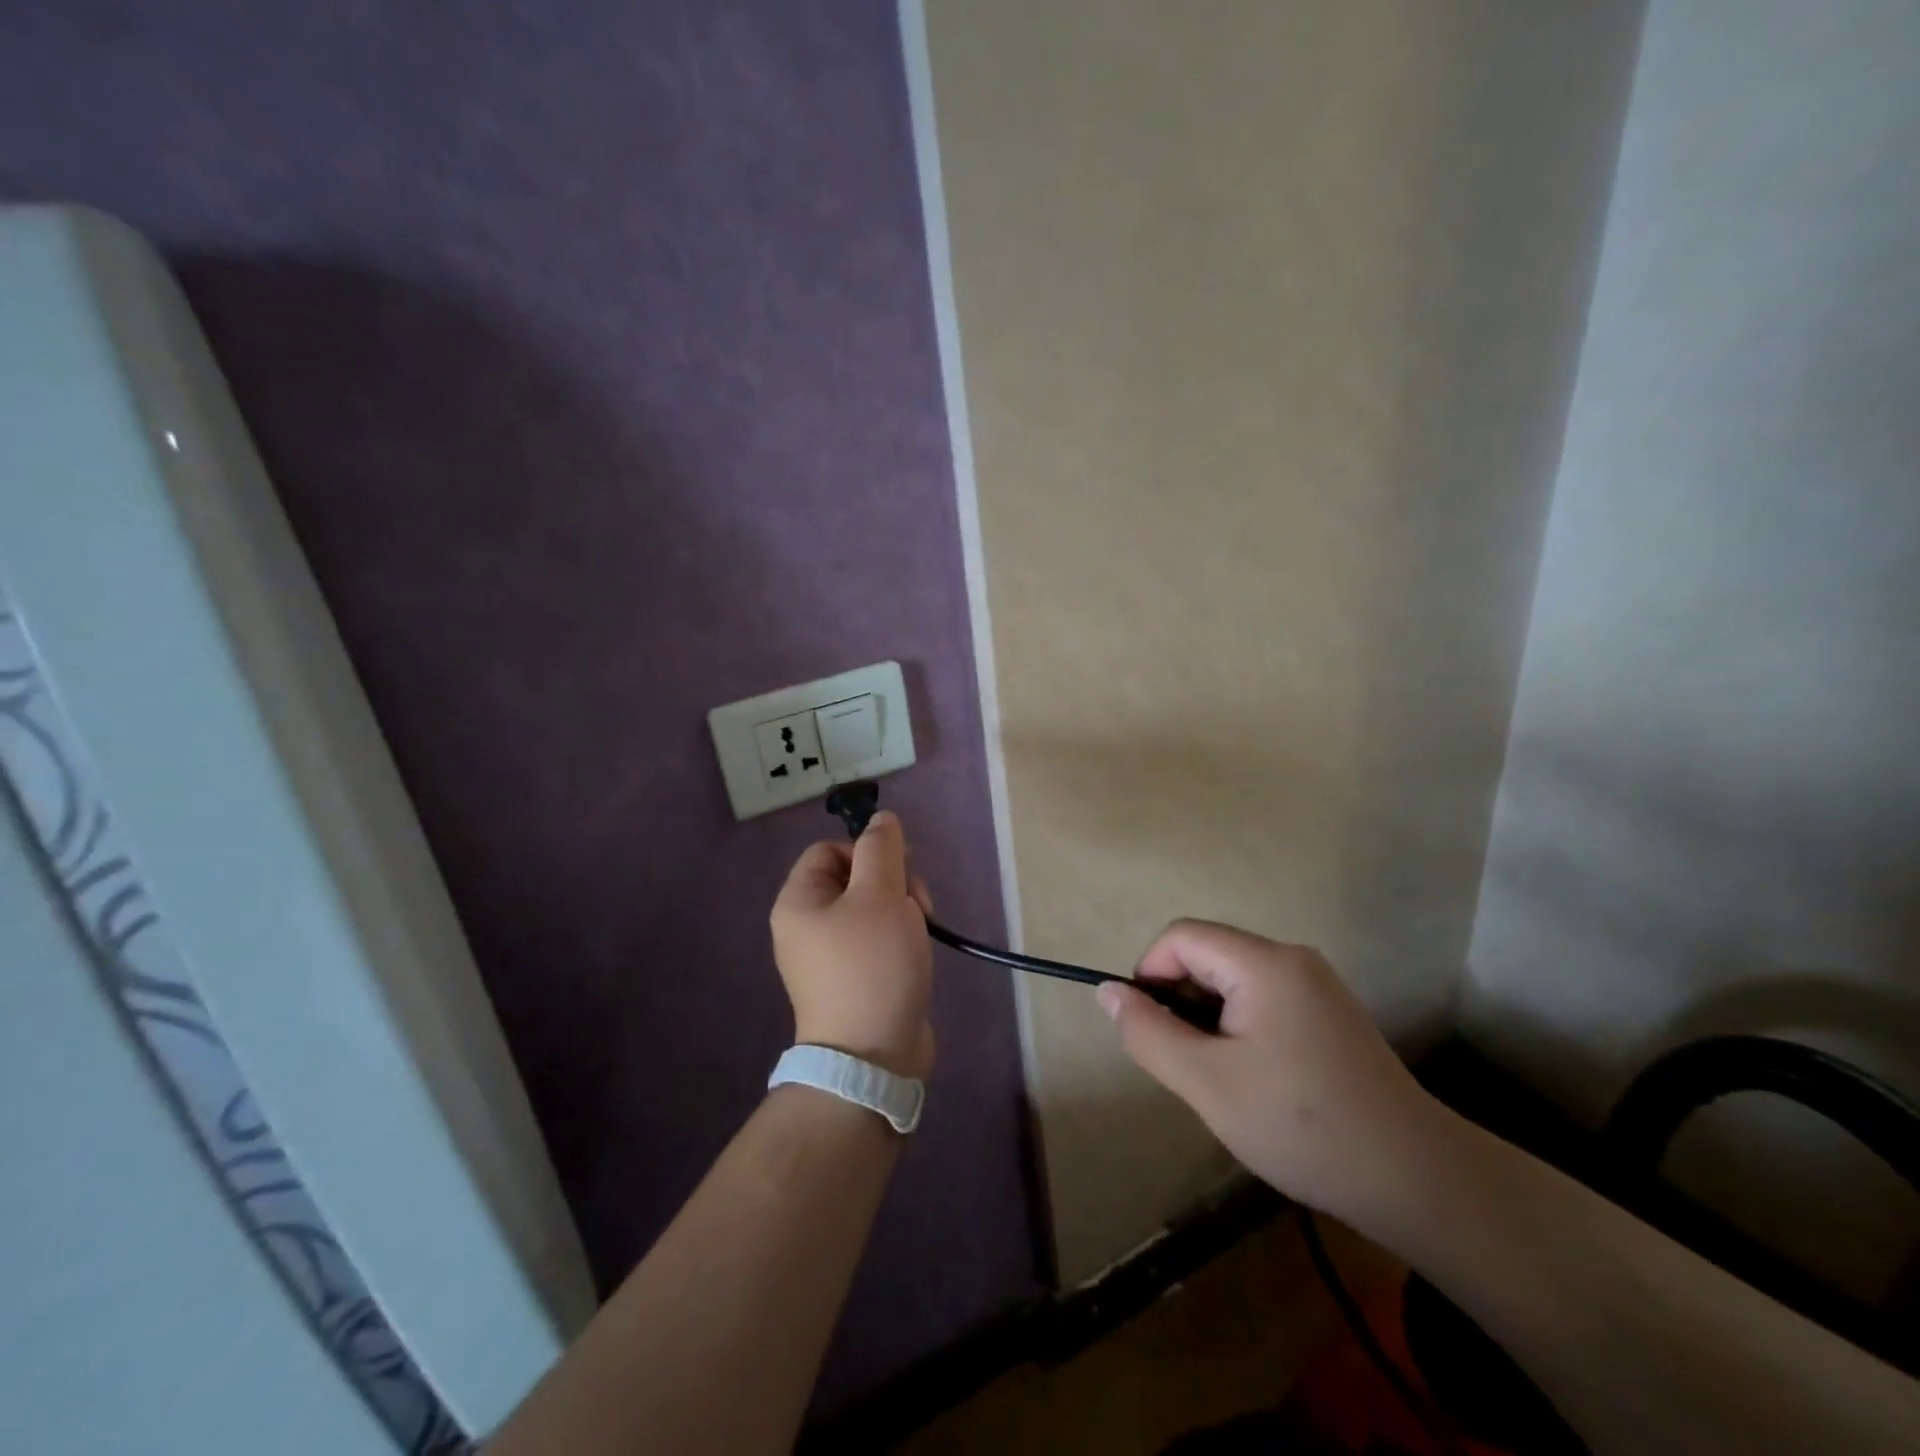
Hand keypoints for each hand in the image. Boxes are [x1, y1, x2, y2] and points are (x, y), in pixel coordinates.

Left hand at [770, 813, 935, 1079]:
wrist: (872, 1058)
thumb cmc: (871, 965)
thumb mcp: (880, 895)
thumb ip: (882, 849)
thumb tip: (881, 819)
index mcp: (799, 901)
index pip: (831, 850)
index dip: (867, 851)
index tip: (899, 870)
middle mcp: (806, 926)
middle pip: (854, 878)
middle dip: (893, 883)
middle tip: (917, 904)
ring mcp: (829, 956)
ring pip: (871, 908)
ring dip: (902, 910)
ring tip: (921, 931)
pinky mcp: (853, 980)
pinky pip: (876, 940)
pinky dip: (899, 939)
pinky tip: (916, 953)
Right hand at [1097, 920, 1446, 1223]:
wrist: (1416, 1180)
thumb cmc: (1301, 1125)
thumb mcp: (1206, 1082)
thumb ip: (1148, 1031)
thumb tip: (1107, 991)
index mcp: (1264, 962)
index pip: (1181, 937)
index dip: (1151, 973)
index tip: (1150, 1029)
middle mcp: (1293, 959)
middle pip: (1209, 955)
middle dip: (1182, 1001)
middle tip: (1188, 1064)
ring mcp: (1317, 985)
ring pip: (1234, 981)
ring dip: (1210, 1019)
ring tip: (1222, 1079)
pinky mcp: (1331, 1013)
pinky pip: (1264, 999)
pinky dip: (1241, 1028)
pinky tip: (1257, 1080)